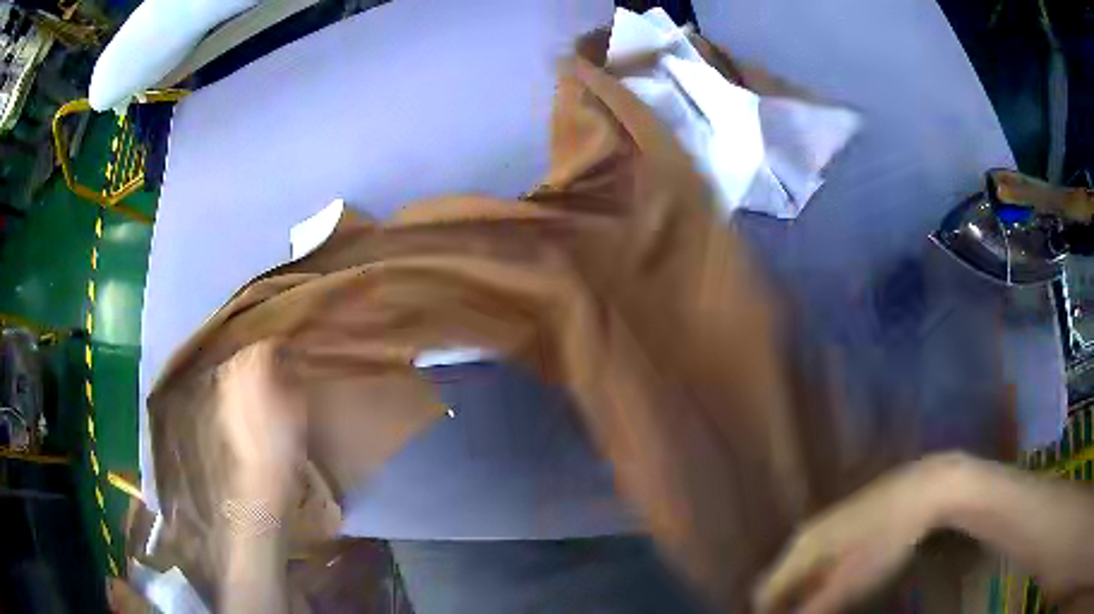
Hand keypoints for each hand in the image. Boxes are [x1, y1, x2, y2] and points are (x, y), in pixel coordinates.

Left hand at [216, 340, 305, 507]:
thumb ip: (292, 376)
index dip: (280, 346)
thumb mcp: (298, 401)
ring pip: (234, 367)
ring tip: (260, 376)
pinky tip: (248, 394)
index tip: (291, 351)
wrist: (264, 467)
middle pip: (247, 353)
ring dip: (246, 367)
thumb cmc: (286, 434)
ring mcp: (226, 389)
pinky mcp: (222, 406)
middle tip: (276, 361)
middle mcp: (236, 373)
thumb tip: (290, 363)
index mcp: (256, 367)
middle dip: (260, 354)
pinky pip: (229, 385)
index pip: (266, 346)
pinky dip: (238, 384)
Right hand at [753, 453, 966, 613]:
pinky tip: (841, 579)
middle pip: (780, 578)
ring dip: (803, 590)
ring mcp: (827, 522)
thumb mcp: (845, 588)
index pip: (765, 593)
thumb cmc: (882, 546)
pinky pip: (818, 554)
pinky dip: (819, 574)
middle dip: (786, 603)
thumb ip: (811, 610)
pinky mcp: (847, 517)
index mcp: (800, 550)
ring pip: (800, 565)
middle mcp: (806, 534)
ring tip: (821, 605)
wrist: (921, 494)